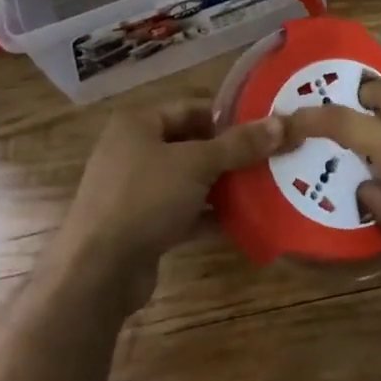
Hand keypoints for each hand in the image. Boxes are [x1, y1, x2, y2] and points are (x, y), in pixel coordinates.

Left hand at [60, 101, 284, 288]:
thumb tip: (283, 123)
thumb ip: (240, 144)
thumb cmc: (144, 199)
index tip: (266, 126)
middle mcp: (134, 151)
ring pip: (189, 179)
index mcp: (138, 124)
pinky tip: (243, 220)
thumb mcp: (197, 164)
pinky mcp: (142, 225)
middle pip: (192, 144)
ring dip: (223, 185)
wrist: (97, 272)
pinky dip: (209, 214)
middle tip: (272, 157)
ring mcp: (136, 190)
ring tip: (265, 186)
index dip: (229, 116)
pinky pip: (183, 211)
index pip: (192, 108)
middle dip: (231, 152)